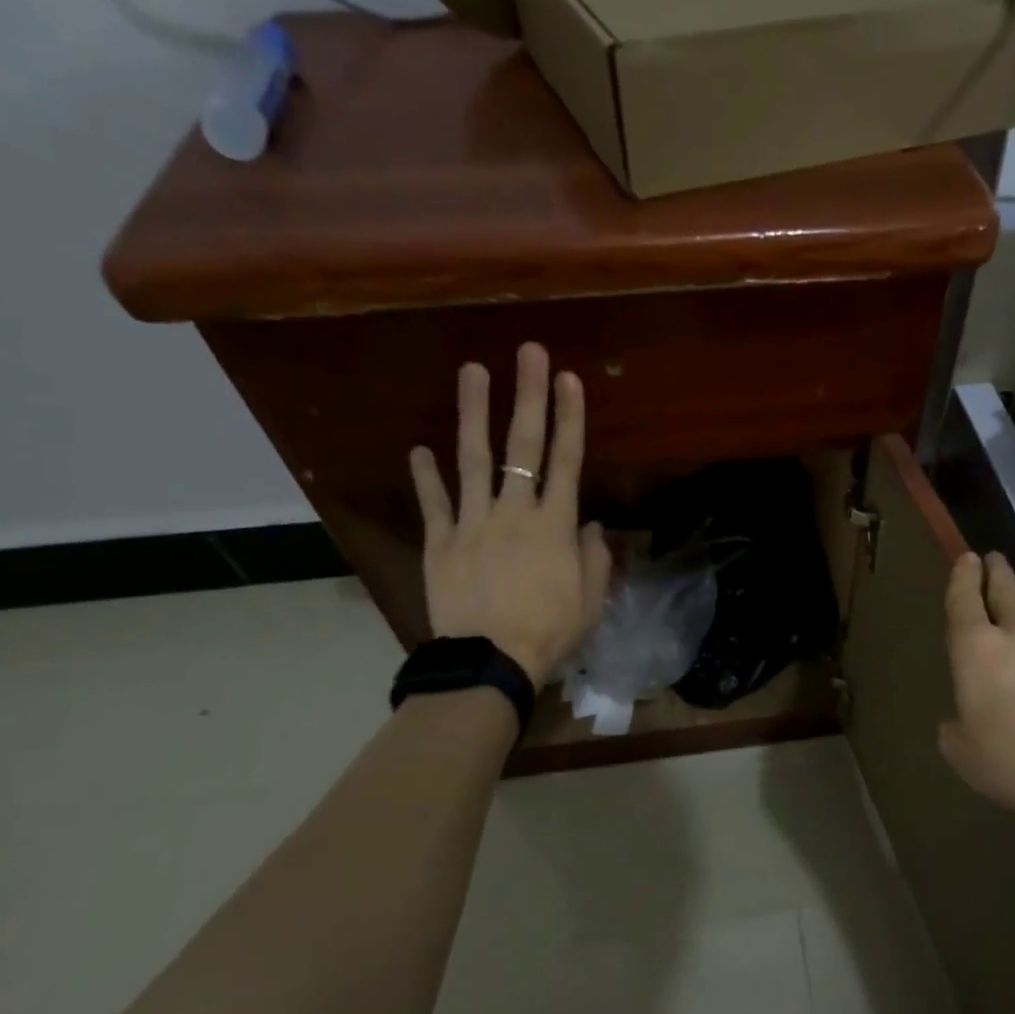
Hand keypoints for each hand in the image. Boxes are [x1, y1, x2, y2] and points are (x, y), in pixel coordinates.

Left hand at [408, 342, 611, 682]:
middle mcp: (514, 512)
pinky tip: (419, 449)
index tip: (569, 379)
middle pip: (522, 446)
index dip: (570, 417)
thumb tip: (590, 525)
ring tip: (471, 371)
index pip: (566, 461)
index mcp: (554, 525)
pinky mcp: (440, 542)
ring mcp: (472, 523)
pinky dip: (426, 476)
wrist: (492, 661)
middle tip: (527, 352)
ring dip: (473, 414)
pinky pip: (433, 503)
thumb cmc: (550, 630)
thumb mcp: (591, 599)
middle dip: (528, 396)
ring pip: (472, 460)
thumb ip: (594, 557)